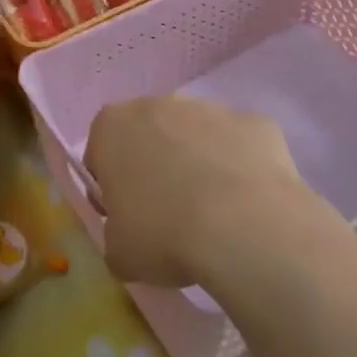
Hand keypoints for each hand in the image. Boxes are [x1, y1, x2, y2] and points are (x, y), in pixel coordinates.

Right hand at [83, 96, 326, 289]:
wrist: (245, 225)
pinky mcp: (255, 122)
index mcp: (113, 126)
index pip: (101, 154)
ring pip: (197, 136)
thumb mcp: (119, 253)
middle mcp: (159, 103)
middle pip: (150, 136)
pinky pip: (240, 146)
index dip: (112, 188)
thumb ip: (115, 233)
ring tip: (214, 216)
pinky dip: (241, 169)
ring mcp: (211, 108)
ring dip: (200, 164)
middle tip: (169, 217)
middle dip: (156, 168)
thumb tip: (130, 235)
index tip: (127, 218)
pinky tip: (249, 206)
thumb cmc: (165, 234)